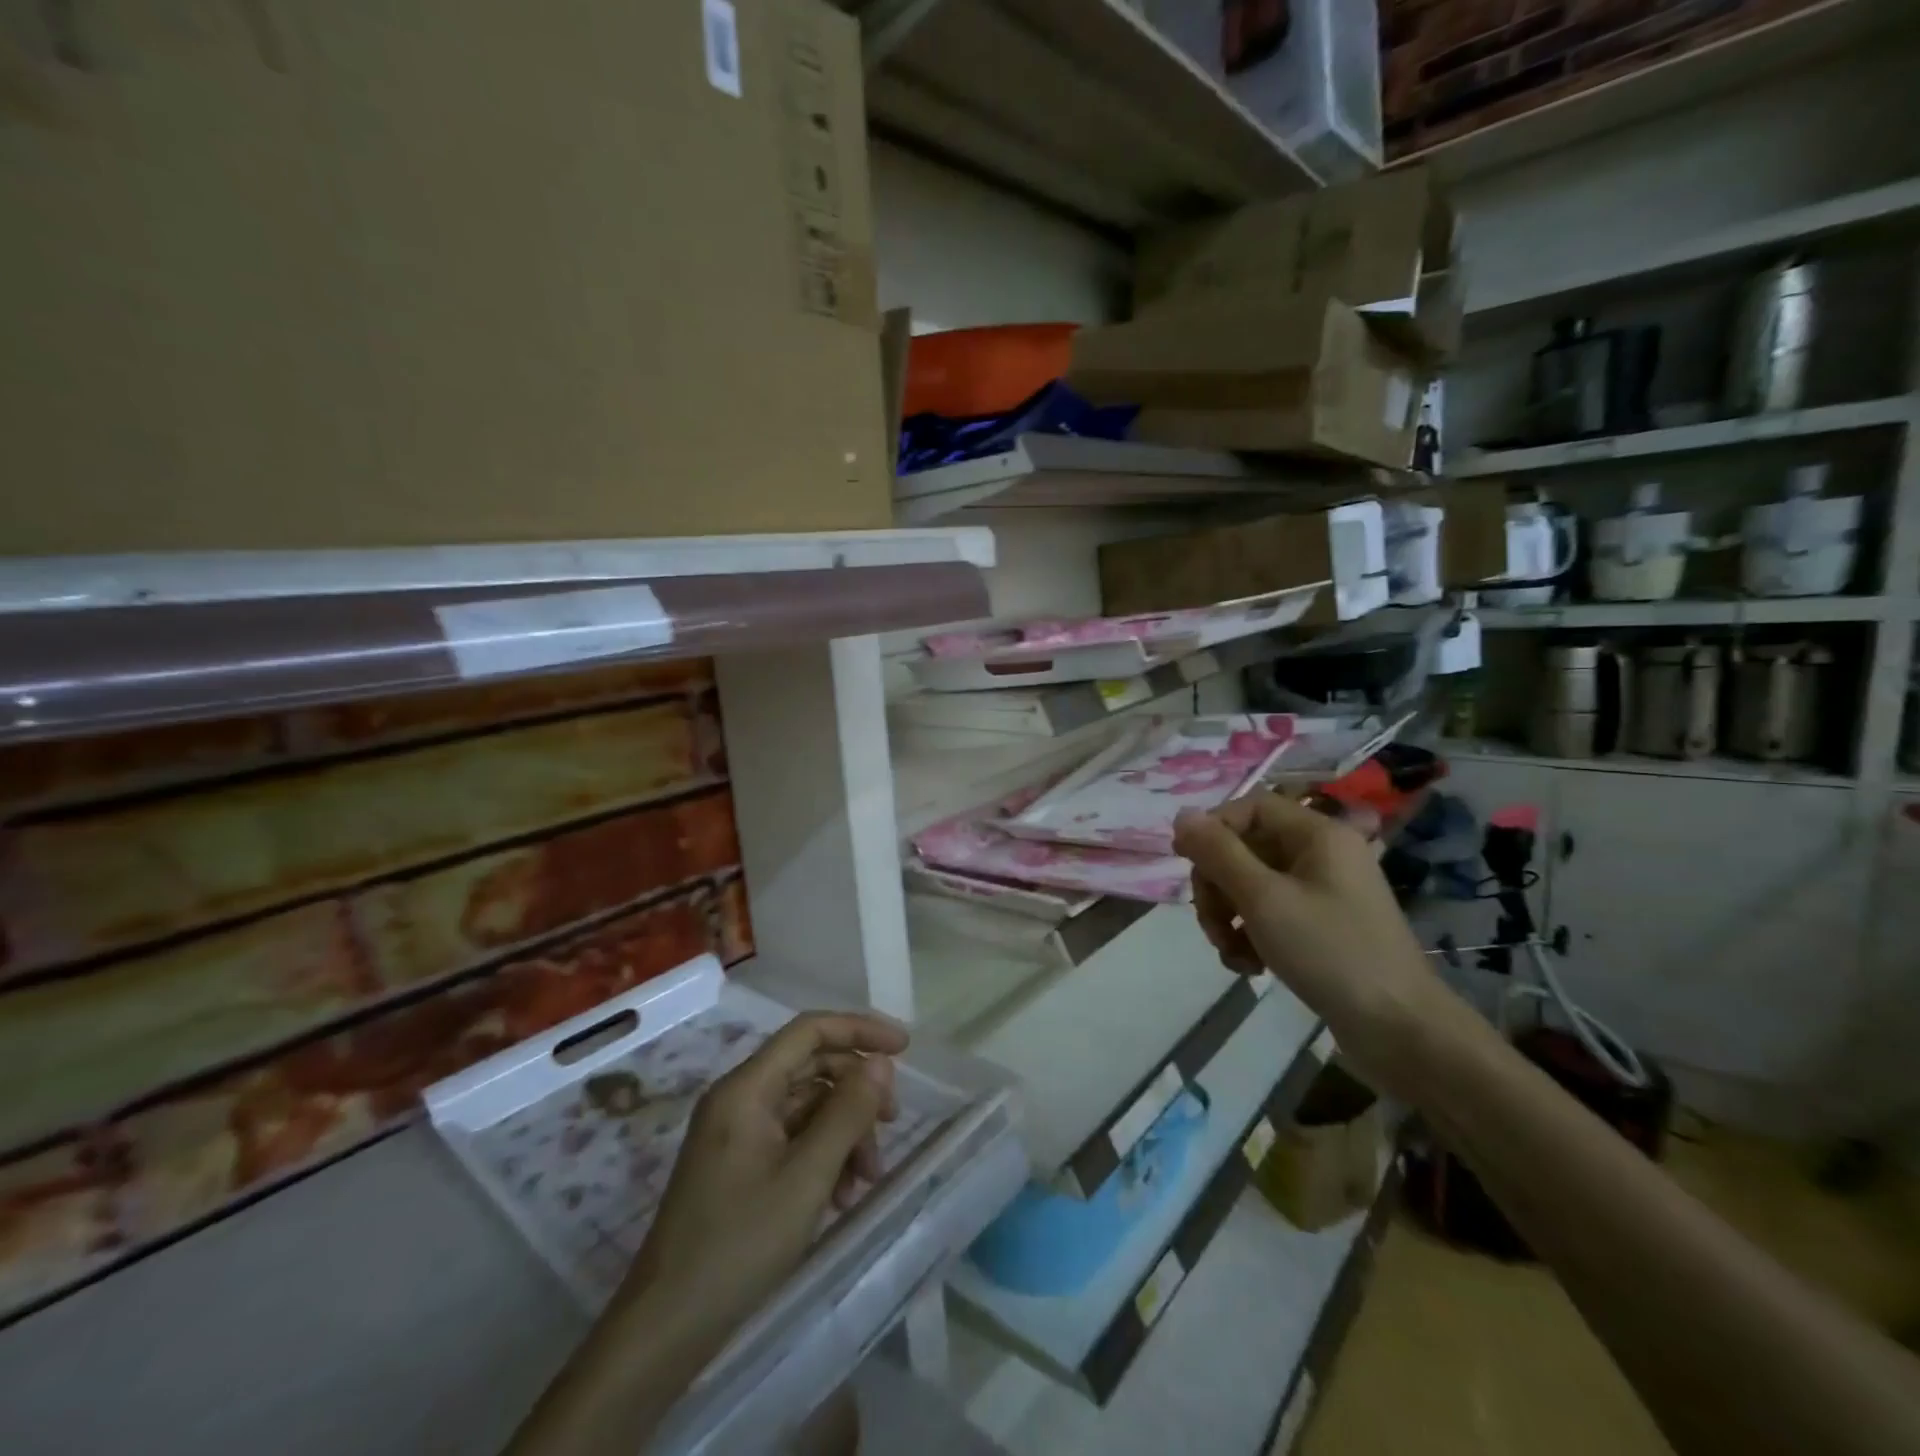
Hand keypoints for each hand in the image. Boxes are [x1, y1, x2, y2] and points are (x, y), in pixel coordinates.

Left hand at [615, 1011, 908, 1346]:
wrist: (666, 1327)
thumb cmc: (739, 1244)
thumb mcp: (807, 1177)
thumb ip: (847, 1113)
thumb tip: (880, 1063)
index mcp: (746, 1088)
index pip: (809, 1031)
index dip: (859, 1029)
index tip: (904, 1047)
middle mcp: (739, 1099)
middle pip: (811, 1068)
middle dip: (856, 1091)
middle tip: (893, 1122)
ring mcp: (737, 1133)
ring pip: (806, 1107)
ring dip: (844, 1132)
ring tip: (866, 1179)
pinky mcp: (738, 1165)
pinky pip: (792, 1138)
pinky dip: (823, 1156)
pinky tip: (840, 1196)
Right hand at [1173, 793, 1446, 1094]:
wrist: (1401, 1032)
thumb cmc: (1331, 953)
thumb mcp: (1263, 899)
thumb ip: (1218, 853)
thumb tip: (1182, 816)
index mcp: (1318, 835)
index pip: (1250, 807)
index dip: (1214, 830)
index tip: (1187, 865)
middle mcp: (1322, 855)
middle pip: (1246, 848)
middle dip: (1218, 886)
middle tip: (1213, 925)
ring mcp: (1324, 893)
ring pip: (1253, 886)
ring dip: (1230, 916)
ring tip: (1231, 953)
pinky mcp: (1322, 928)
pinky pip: (1271, 915)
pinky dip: (1251, 936)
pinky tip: (1249, 967)